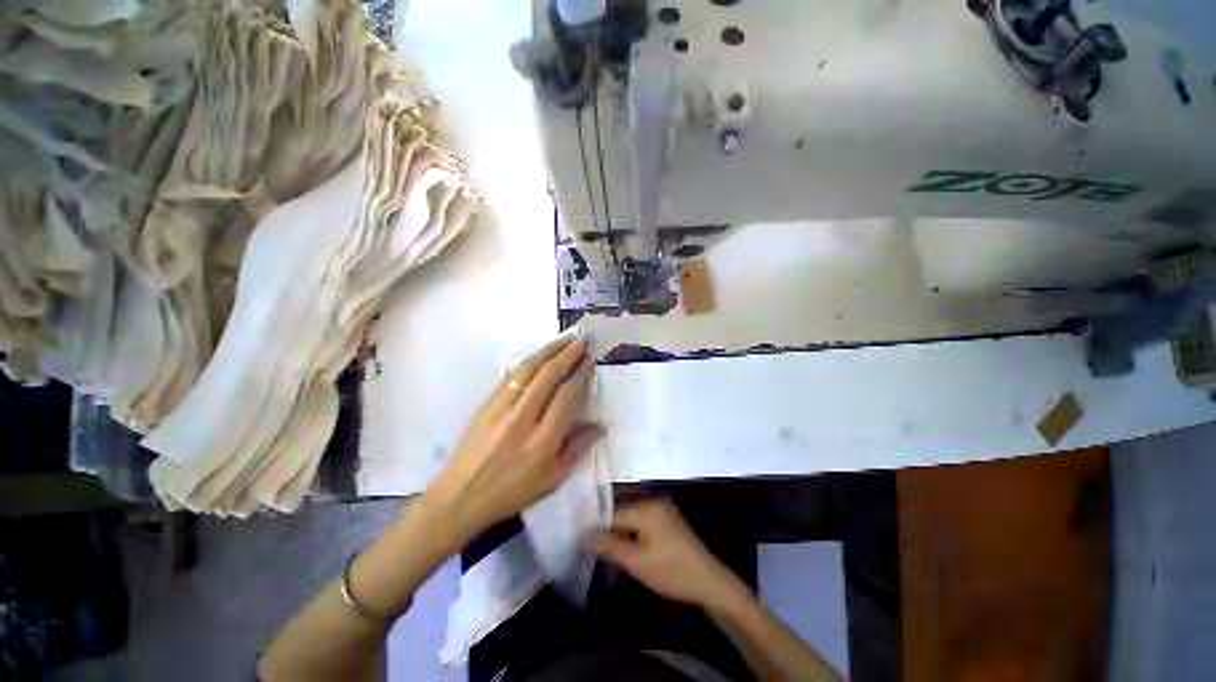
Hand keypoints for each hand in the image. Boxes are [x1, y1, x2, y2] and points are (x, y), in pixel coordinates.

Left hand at [425, 337, 599, 542]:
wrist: (460, 497)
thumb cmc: (511, 492)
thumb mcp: (552, 479)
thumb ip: (577, 449)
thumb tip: (599, 425)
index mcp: (543, 440)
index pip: (566, 396)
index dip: (579, 374)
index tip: (588, 360)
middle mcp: (523, 418)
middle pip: (547, 376)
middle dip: (566, 354)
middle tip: (580, 341)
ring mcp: (501, 409)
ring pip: (527, 371)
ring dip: (547, 352)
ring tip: (563, 340)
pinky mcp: (485, 405)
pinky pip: (509, 377)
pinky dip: (527, 363)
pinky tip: (537, 356)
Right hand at [590, 499, 750, 611]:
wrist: (711, 584)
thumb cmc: (672, 572)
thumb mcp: (637, 562)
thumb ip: (610, 546)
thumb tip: (584, 534)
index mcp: (647, 508)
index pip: (613, 513)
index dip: (597, 528)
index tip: (581, 542)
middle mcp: (655, 502)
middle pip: (623, 514)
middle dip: (609, 532)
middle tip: (595, 552)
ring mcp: (664, 510)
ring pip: (632, 520)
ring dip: (621, 535)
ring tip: (609, 554)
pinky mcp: (669, 521)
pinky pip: (644, 523)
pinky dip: (634, 536)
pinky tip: (629, 551)